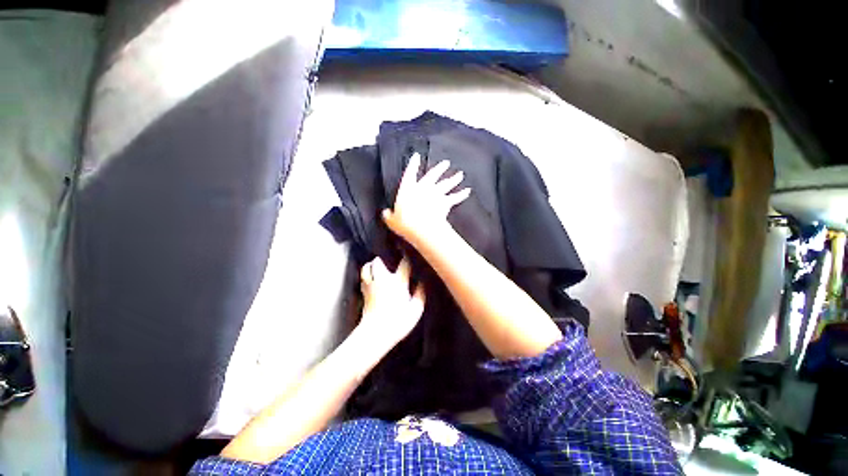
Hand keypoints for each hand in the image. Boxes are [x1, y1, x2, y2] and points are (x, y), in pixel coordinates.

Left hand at [358, 256, 425, 348]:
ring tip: (378, 266)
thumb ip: (420, 293)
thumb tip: (422, 283)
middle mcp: (382, 280)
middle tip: (390, 261)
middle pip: (378, 261)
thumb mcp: (416, 309)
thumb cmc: (398, 322)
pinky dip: (367, 274)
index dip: (407, 258)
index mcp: (397, 282)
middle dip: (384, 259)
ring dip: (372, 265)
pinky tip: (372, 278)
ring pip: (366, 267)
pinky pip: (363, 278)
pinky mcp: (364, 293)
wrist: (375, 334)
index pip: (404, 264)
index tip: (410, 254)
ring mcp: (370, 286)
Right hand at [382, 153, 470, 248]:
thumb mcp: (391, 219)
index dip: (413, 164)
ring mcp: (436, 194)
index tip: (417, 155)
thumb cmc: (404, 221)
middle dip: (439, 168)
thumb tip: (385, 213)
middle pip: (433, 175)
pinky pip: (455, 197)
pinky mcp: (445, 202)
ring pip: (446, 184)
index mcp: (408, 188)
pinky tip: (468, 191)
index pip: (410, 172)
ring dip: (453, 179)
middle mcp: (423, 188)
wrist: (421, 227)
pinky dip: (462, 194)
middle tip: (446, 162)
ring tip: (460, 174)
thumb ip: (388, 215)